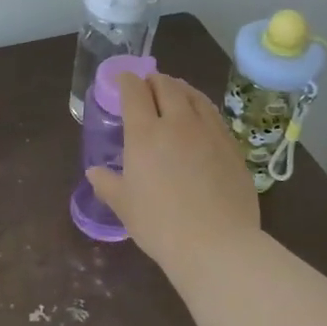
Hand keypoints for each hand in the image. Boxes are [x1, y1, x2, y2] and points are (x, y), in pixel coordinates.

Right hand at [86, 72, 261, 272]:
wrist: (217, 244)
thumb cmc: (160, 225)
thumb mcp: (125, 206)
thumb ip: (108, 184)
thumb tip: (94, 173)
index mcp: (145, 133)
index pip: (134, 92)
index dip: (127, 81)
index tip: (123, 80)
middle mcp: (177, 123)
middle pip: (167, 86)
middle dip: (154, 80)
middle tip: (148, 84)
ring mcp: (209, 132)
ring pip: (195, 96)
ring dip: (181, 88)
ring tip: (176, 92)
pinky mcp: (232, 147)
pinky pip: (214, 116)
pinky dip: (202, 108)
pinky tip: (202, 119)